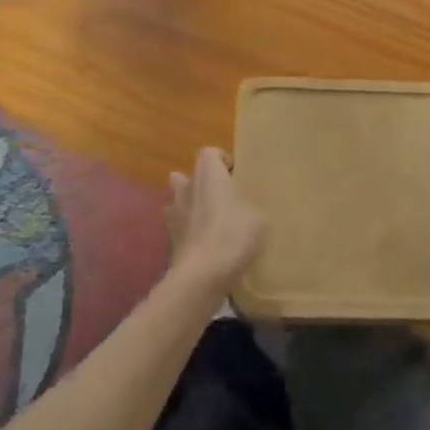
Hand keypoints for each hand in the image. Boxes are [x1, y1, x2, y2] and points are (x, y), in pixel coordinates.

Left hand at [167, 147, 263, 294]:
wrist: (202, 276)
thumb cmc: (233, 235)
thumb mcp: (259, 218)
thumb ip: (251, 207)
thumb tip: (248, 211)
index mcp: (208, 174)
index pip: (210, 153)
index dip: (223, 161)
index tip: (237, 176)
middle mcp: (187, 188)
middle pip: (187, 176)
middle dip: (202, 185)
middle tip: (223, 199)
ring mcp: (173, 215)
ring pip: (179, 202)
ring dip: (191, 208)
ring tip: (213, 223)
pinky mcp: (170, 241)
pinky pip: (180, 229)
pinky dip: (190, 233)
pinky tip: (207, 246)